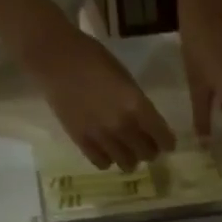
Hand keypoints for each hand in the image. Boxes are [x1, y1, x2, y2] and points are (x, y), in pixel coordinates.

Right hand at [25, 28, 174, 171]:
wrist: (54, 58)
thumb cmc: (93, 59)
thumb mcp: (126, 78)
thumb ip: (139, 104)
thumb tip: (148, 125)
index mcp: (137, 106)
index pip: (163, 138)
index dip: (167, 142)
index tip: (166, 143)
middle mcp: (122, 126)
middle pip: (147, 154)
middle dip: (149, 151)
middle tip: (145, 145)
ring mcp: (101, 136)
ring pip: (127, 164)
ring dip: (130, 158)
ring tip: (125, 150)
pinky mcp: (81, 141)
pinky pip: (102, 163)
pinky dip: (108, 159)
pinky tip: (106, 151)